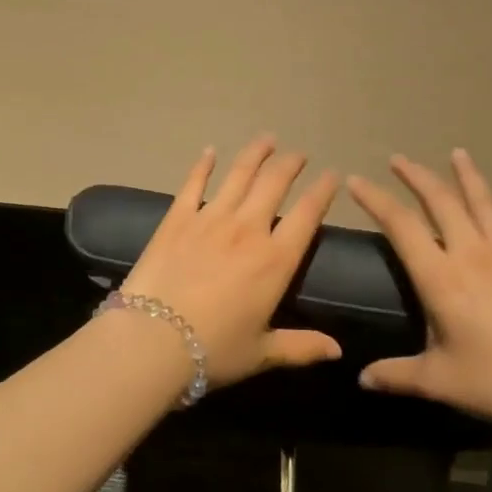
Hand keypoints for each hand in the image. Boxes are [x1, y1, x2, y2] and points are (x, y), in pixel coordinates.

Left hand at [122, 136, 342, 385]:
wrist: (153, 339)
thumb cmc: (213, 350)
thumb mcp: (262, 352)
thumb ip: (302, 347)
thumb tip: (339, 351)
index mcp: (275, 260)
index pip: (308, 215)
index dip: (322, 192)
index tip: (331, 175)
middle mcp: (247, 229)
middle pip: (274, 184)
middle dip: (290, 165)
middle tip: (298, 154)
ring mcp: (210, 219)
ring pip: (239, 175)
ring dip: (255, 154)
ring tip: (267, 139)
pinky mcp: (177, 218)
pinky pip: (193, 183)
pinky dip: (203, 165)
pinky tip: (209, 151)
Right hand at [346, 151, 491, 429]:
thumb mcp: (441, 382)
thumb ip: (397, 375)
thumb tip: (361, 379)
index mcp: (440, 278)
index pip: (400, 226)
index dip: (376, 200)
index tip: (356, 180)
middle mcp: (472, 253)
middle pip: (440, 202)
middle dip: (416, 176)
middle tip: (398, 159)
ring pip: (484, 202)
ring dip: (467, 176)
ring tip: (456, 152)